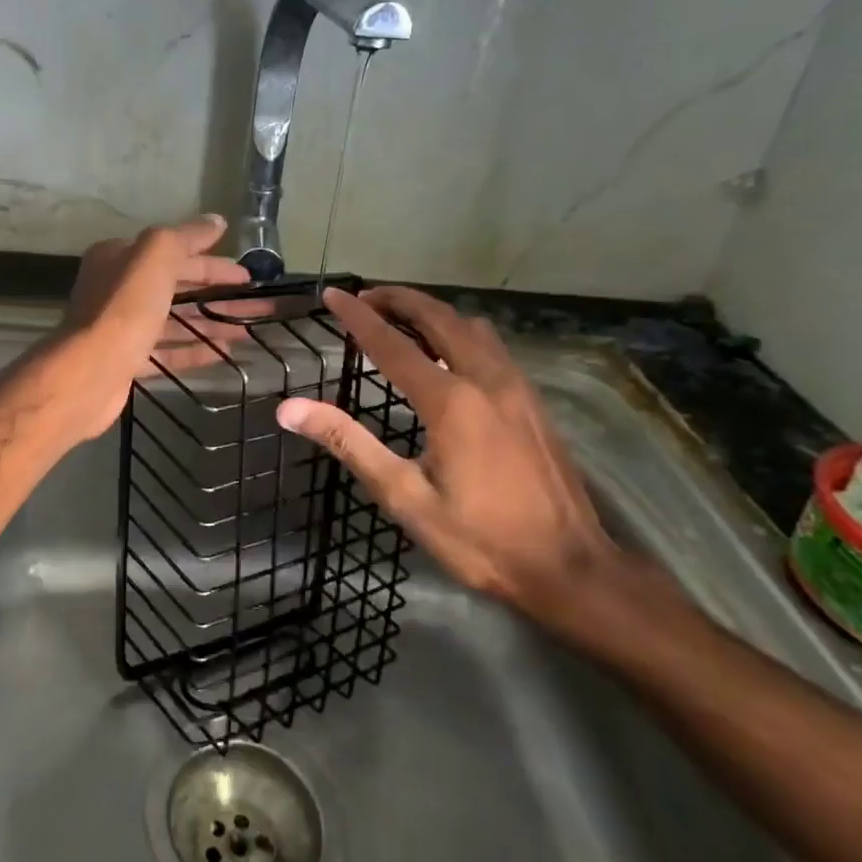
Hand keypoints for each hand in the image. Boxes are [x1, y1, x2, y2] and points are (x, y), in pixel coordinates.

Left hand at [53, 214, 253, 437]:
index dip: (211, 262)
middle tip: (254, 303)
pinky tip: (224, 354)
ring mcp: (122, 327)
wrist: (90, 371)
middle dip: (215, 293)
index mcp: (119, 258)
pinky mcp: (127, 360)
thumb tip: (216, 221)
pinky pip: (167, 351)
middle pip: (175, 286)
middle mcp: (117, 289)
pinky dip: (194, 350)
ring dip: (210, 322)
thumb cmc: (125, 307)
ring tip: (247, 330)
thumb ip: (186, 236)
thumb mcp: (156, 256)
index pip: (173, 253)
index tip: (246, 275)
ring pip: (174, 320)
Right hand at [275, 286, 619, 622]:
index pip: (391, 344)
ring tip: (400, 317)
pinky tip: (448, 352)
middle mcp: (486, 379)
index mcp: (451, 401)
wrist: (571, 567)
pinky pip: (491, 344)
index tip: (333, 294)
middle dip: (398, 298)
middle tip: (364, 296)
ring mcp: (516, 386)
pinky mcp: (532, 400)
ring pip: (470, 325)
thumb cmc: (480, 539)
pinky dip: (459, 330)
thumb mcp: (404, 497)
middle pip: (438, 316)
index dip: (358, 317)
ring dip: (432, 310)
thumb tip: (290, 409)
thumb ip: (349, 444)